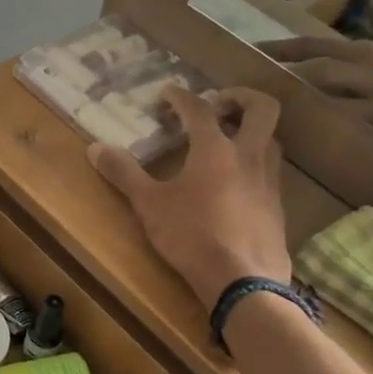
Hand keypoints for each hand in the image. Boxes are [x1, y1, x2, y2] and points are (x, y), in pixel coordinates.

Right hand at [88, 85, 290, 311]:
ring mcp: (269, 182)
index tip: (167, 92)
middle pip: (262, 108)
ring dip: (253, 130)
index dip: (181, 96)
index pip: (199, 109)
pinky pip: (271, 171)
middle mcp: (249, 156)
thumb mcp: (149, 205)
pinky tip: (237, 183)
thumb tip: (95, 148)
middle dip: (241, 97)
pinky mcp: (278, 207)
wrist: (243, 280)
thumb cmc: (191, 236)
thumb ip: (124, 174)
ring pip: (272, 139)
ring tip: (229, 140)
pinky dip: (255, 163)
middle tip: (219, 104)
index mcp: (215, 149)